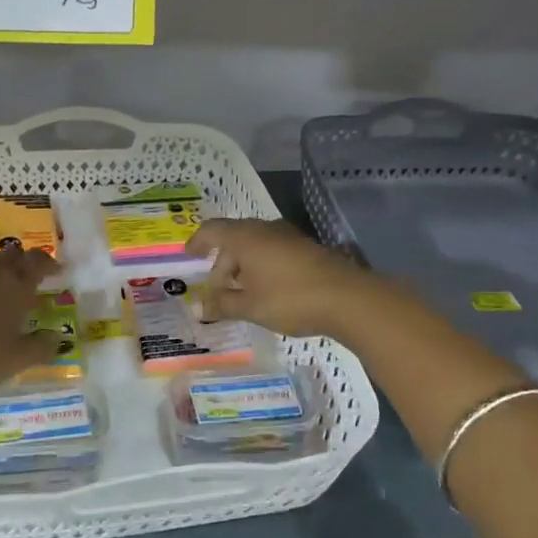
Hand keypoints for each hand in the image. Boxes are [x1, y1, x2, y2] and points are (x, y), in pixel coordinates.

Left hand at [0, 247, 60, 412]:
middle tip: (33, 277)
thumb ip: (39, 348)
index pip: (37, 262)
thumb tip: (57, 338)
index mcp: (12, 286)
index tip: (58, 270)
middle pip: (11, 257)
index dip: (49, 264)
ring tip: (5, 295)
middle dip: (24, 262)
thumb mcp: (13, 362)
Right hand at [185, 219, 376, 337]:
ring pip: (256, 245)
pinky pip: (274, 251)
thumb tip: (199, 307)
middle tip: (217, 291)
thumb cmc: (290, 298)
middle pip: (234, 239)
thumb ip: (222, 305)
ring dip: (243, 266)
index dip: (198, 242)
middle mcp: (265, 229)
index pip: (212, 230)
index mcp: (246, 237)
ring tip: (241, 294)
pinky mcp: (307, 248)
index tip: (190, 256)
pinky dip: (262, 267)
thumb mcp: (250, 306)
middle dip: (222, 264)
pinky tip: (267, 291)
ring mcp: (289, 237)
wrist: (347, 298)